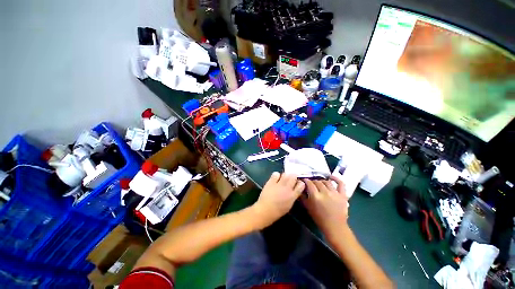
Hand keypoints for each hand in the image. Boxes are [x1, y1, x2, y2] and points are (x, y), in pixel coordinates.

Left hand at [252, 172, 304, 227]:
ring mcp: (279, 184)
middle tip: (290, 180)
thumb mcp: (289, 205)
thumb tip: (294, 191)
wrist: (265, 211)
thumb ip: (293, 197)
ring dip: (285, 175)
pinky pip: (276, 174)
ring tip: (283, 179)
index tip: (297, 184)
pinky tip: (275, 179)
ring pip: (286, 174)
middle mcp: (287, 188)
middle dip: (293, 177)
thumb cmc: (278, 211)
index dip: (299, 183)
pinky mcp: (270, 182)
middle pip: (294, 176)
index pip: (301, 184)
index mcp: (293, 195)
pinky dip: (276, 175)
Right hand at [302, 176, 348, 240]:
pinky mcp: (342, 194)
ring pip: (327, 182)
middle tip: (311, 183)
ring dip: (322, 181)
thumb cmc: (320, 220)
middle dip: (313, 181)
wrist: (335, 226)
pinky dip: (336, 178)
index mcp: (316, 197)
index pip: (309, 184)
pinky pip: (340, 183)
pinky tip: (331, 177)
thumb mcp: (309, 210)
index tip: (303, 181)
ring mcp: (335, 192)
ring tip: (319, 183)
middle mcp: (325, 192)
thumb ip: (304, 199)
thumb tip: (300, 191)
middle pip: (318, 182)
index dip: (306, 181)